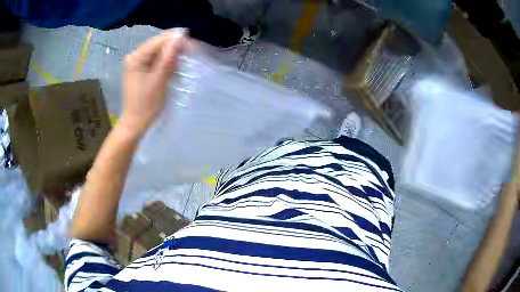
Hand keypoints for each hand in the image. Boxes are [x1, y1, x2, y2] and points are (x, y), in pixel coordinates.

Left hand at [121, 28, 187, 134]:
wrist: (135, 122)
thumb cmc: (147, 104)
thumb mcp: (160, 79)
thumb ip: (169, 57)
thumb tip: (180, 36)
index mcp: (137, 57)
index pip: (160, 39)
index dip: (178, 40)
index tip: (193, 48)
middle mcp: (135, 55)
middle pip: (159, 43)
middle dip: (174, 48)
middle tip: (188, 58)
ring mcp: (136, 62)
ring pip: (158, 51)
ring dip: (171, 56)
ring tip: (179, 67)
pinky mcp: (139, 68)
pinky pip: (155, 59)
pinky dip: (165, 62)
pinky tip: (171, 69)